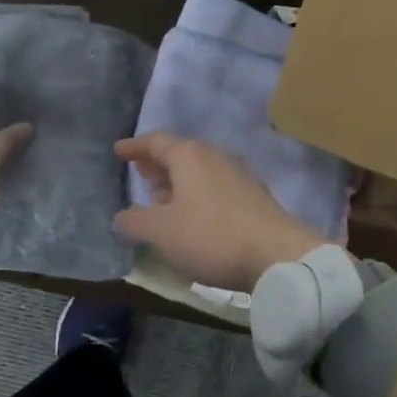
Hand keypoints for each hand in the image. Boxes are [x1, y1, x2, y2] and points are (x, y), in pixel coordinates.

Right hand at [114, 131, 322, 290]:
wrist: (277, 255)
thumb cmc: (211, 236)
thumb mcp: (162, 232)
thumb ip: (135, 221)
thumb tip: (121, 216)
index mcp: (190, 156)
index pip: (157, 141)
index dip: (135, 147)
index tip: (119, 150)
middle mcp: (216, 156)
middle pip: (181, 153)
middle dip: (158, 163)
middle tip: (140, 172)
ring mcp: (239, 175)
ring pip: (200, 170)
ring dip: (178, 181)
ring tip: (161, 197)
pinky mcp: (254, 196)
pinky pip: (216, 186)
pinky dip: (197, 193)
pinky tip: (192, 215)